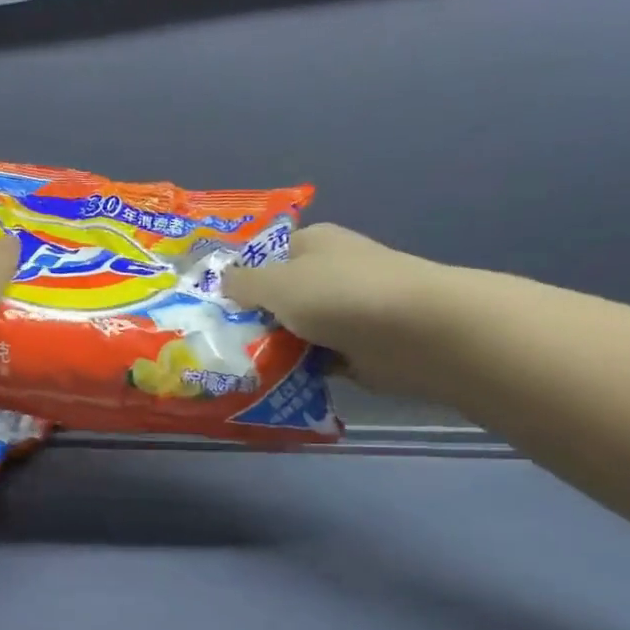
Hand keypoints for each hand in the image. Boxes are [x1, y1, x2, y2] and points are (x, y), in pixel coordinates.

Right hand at [223, 224, 460, 397]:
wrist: (417, 333)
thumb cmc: (340, 295)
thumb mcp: (277, 282)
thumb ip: (243, 283)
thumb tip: (223, 280)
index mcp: (312, 244)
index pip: (265, 257)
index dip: (238, 279)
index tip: (211, 307)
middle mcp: (330, 272)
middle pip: (279, 297)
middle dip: (252, 320)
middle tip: (217, 344)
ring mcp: (347, 311)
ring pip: (296, 331)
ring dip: (274, 350)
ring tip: (237, 370)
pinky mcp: (358, 348)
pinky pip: (316, 360)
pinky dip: (298, 371)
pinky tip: (270, 385)